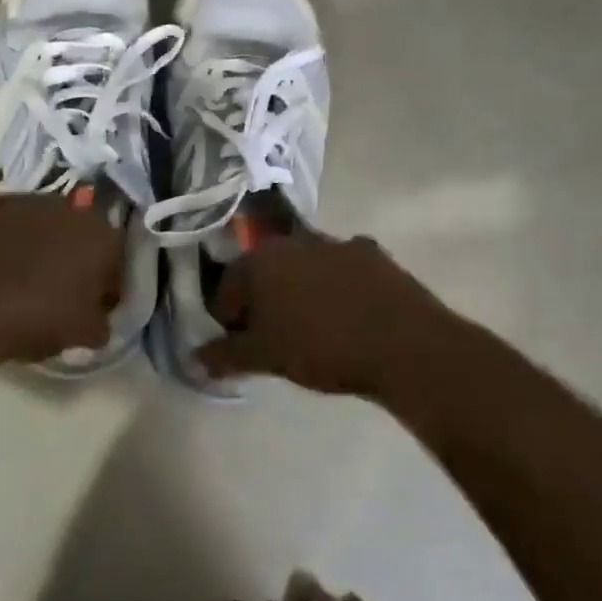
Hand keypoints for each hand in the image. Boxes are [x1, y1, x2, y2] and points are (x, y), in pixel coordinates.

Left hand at [0, 163, 122, 364]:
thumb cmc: (31, 320)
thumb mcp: (81, 334)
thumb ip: (99, 321)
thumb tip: (97, 317)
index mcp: (98, 235)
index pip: (114, 258)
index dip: (106, 284)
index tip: (92, 307)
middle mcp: (63, 205)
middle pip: (75, 229)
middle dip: (70, 252)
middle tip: (55, 286)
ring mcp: (16, 197)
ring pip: (34, 210)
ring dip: (32, 231)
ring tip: (15, 266)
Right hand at [198, 233, 451, 397]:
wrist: (404, 344)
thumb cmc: (320, 346)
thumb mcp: (265, 357)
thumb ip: (225, 356)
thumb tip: (197, 358)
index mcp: (260, 260)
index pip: (226, 292)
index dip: (227, 322)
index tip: (239, 349)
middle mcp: (294, 241)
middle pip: (264, 275)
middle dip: (263, 304)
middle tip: (274, 340)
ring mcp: (337, 244)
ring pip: (304, 270)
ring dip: (300, 293)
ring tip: (313, 331)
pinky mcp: (374, 255)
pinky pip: (343, 272)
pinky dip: (338, 289)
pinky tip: (349, 317)